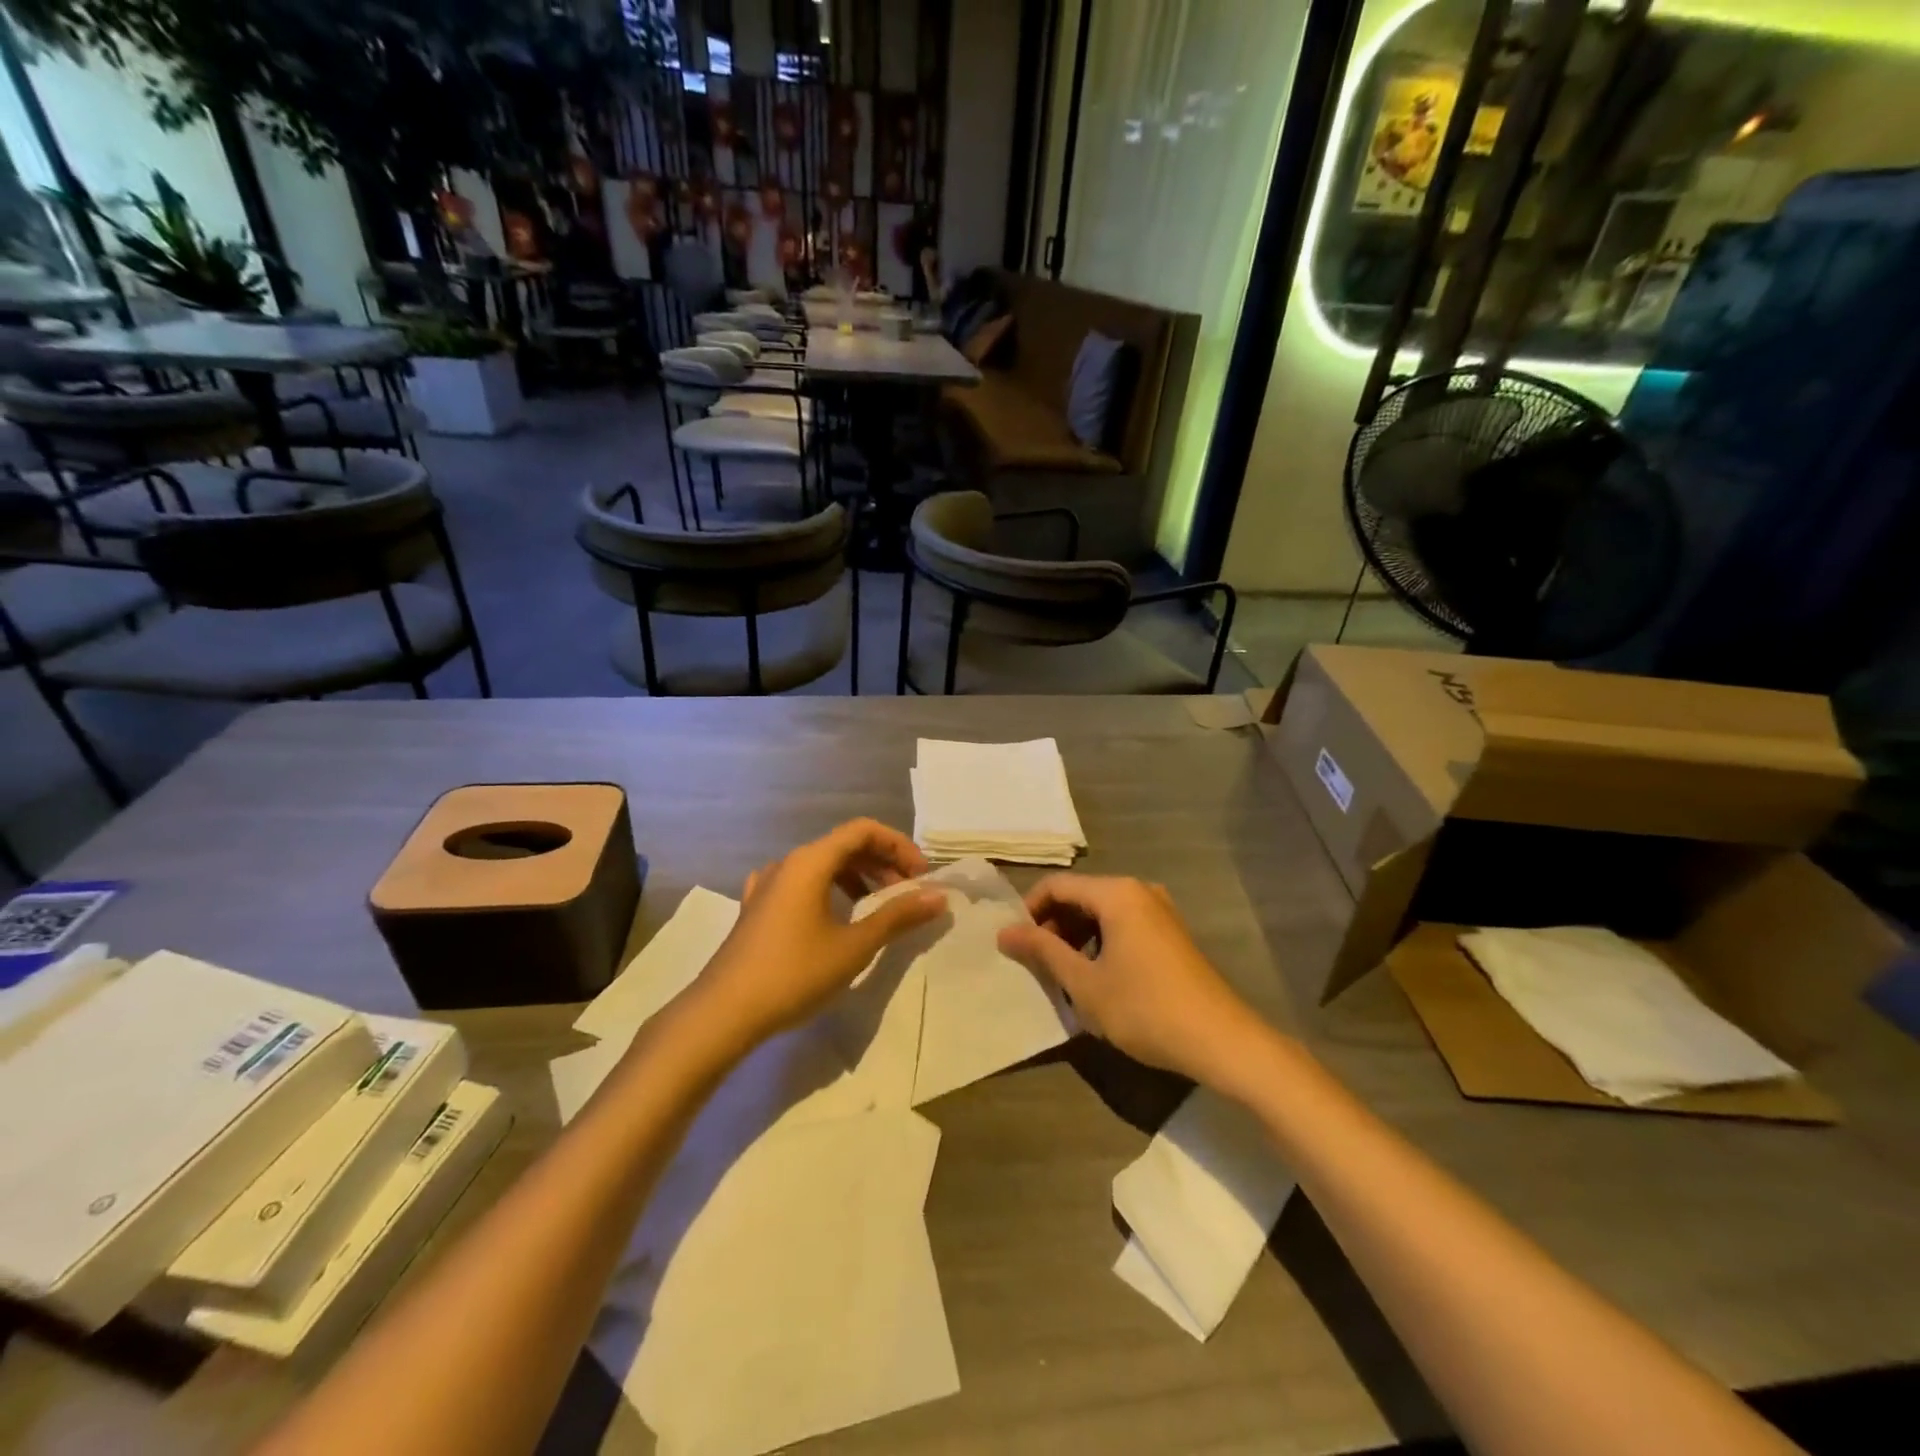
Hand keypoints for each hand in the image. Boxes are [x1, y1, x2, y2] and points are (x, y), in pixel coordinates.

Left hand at [690, 819, 944, 1051]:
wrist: (723, 1013)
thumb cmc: (794, 973)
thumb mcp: (854, 946)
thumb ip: (898, 917)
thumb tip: (939, 896)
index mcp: (811, 861)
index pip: (864, 830)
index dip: (898, 845)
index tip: (921, 876)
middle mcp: (788, 863)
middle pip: (844, 845)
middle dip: (881, 863)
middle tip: (907, 893)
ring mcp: (767, 885)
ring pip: (822, 865)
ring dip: (857, 878)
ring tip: (877, 907)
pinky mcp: (756, 908)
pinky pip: (801, 884)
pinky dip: (828, 891)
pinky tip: (833, 916)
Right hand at [997, 875, 1264, 1087]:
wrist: (1220, 1040)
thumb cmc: (1144, 1008)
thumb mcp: (1084, 982)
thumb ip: (1042, 951)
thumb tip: (1003, 931)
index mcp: (1116, 893)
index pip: (1056, 886)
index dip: (1029, 911)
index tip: (1014, 944)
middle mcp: (1139, 891)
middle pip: (1080, 895)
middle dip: (1053, 925)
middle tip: (1037, 963)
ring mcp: (1159, 911)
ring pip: (1102, 912)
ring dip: (1076, 936)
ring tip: (1063, 974)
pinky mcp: (1171, 933)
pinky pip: (1123, 924)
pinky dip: (1101, 942)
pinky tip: (1096, 977)